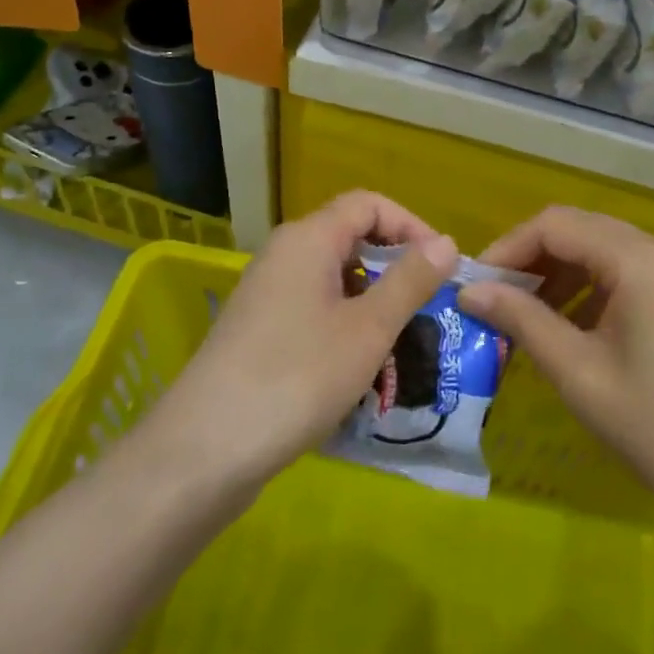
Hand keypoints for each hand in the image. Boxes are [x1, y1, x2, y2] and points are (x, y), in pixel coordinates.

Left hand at [139, 191, 458, 491]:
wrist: (206, 448)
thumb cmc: (297, 377)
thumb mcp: (368, 329)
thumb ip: (410, 281)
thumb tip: (446, 243)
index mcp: (308, 239)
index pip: (368, 204)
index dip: (410, 226)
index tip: (440, 267)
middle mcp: (284, 255)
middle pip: (350, 239)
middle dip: (394, 268)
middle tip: (427, 309)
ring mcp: (267, 294)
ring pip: (334, 280)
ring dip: (373, 303)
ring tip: (400, 345)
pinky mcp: (259, 330)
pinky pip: (314, 310)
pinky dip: (345, 326)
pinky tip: (360, 368)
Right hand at [457, 207, 653, 545]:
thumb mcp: (579, 373)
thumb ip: (521, 320)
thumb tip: (469, 291)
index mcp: (642, 261)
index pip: (556, 225)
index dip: (508, 248)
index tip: (476, 287)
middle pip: (582, 231)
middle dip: (531, 261)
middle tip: (493, 302)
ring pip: (605, 251)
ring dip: (561, 275)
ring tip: (525, 318)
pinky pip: (630, 273)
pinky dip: (592, 289)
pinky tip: (570, 327)